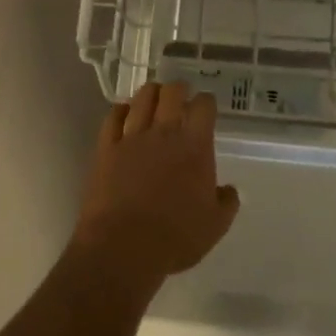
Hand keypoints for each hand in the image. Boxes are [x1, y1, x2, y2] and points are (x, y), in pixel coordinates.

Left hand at [74, 82, 239, 286]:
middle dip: (178, 89)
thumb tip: (229, 190)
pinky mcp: (106, 147)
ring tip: (154, 97)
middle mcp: (164, 132)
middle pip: (171, 92)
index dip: (206, 102)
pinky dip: (120, 110)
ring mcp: (132, 137)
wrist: (123, 247)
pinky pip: (112, 117)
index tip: (207, 106)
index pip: (203, 107)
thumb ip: (226, 203)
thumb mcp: (214, 226)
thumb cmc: (174, 238)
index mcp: (194, 146)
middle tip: (181, 95)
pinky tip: (124, 112)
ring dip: (151, 93)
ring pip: (142, 98)